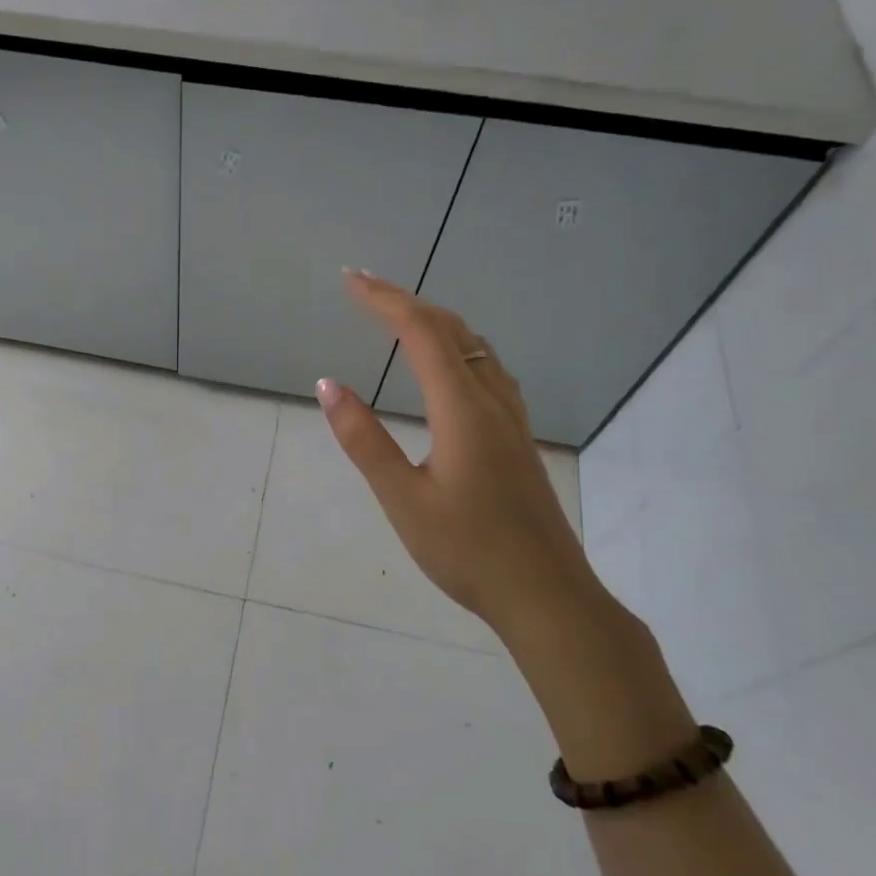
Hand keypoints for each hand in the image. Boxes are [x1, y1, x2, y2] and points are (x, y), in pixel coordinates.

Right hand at [318, 270, 598, 638]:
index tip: (350, 280)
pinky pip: (488, 369)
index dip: (384, 300)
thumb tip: (328, 385)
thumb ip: (364, 439)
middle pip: (452, 330)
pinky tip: (450, 367)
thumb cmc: (468, 550)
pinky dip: (458, 347)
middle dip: (406, 300)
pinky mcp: (519, 438)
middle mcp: (492, 401)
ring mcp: (512, 419)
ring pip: (476, 347)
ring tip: (400, 317)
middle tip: (364, 288)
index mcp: (462, 409)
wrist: (546, 595)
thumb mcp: (402, 499)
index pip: (421, 333)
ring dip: (436, 321)